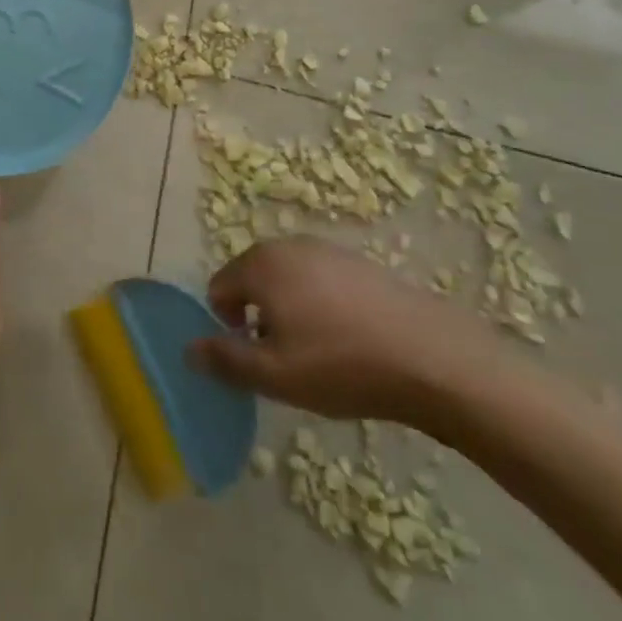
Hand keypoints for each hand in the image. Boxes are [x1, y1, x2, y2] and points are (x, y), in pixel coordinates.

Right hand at [189, 237, 504, 435]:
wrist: (433, 357)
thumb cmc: (341, 364)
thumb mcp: (274, 375)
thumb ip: (225, 360)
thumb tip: (188, 349)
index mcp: (260, 264)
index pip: (218, 289)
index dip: (228, 327)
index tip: (259, 358)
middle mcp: (288, 245)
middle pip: (252, 279)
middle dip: (258, 315)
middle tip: (287, 358)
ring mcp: (327, 249)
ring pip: (288, 280)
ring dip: (290, 310)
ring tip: (320, 352)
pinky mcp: (360, 262)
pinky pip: (321, 281)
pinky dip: (322, 305)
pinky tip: (350, 339)